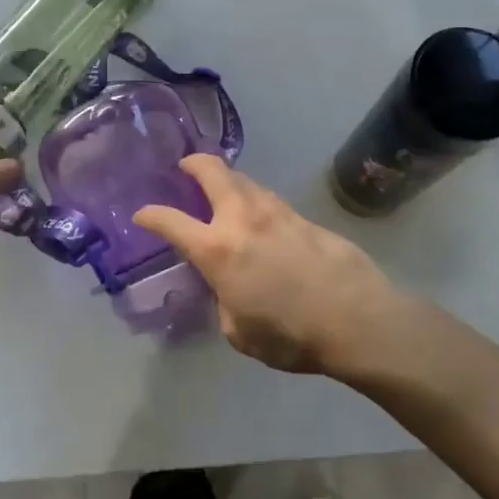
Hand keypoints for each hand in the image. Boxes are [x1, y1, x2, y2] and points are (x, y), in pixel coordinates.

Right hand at [134, 155, 403, 375]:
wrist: (356, 319)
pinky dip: (256, 201)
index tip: (142, 215)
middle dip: (193, 163)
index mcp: (217, 249)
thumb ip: (225, 304)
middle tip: (186, 168)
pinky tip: (261, 218)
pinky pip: (270, 200)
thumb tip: (229, 291)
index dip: (150, 215)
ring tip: (224, 192)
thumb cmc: (290, 335)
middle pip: (212, 171)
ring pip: (245, 181)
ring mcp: (277, 212)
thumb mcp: (240, 333)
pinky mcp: (304, 217)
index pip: (170, 222)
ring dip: (228, 180)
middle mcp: (243, 219)